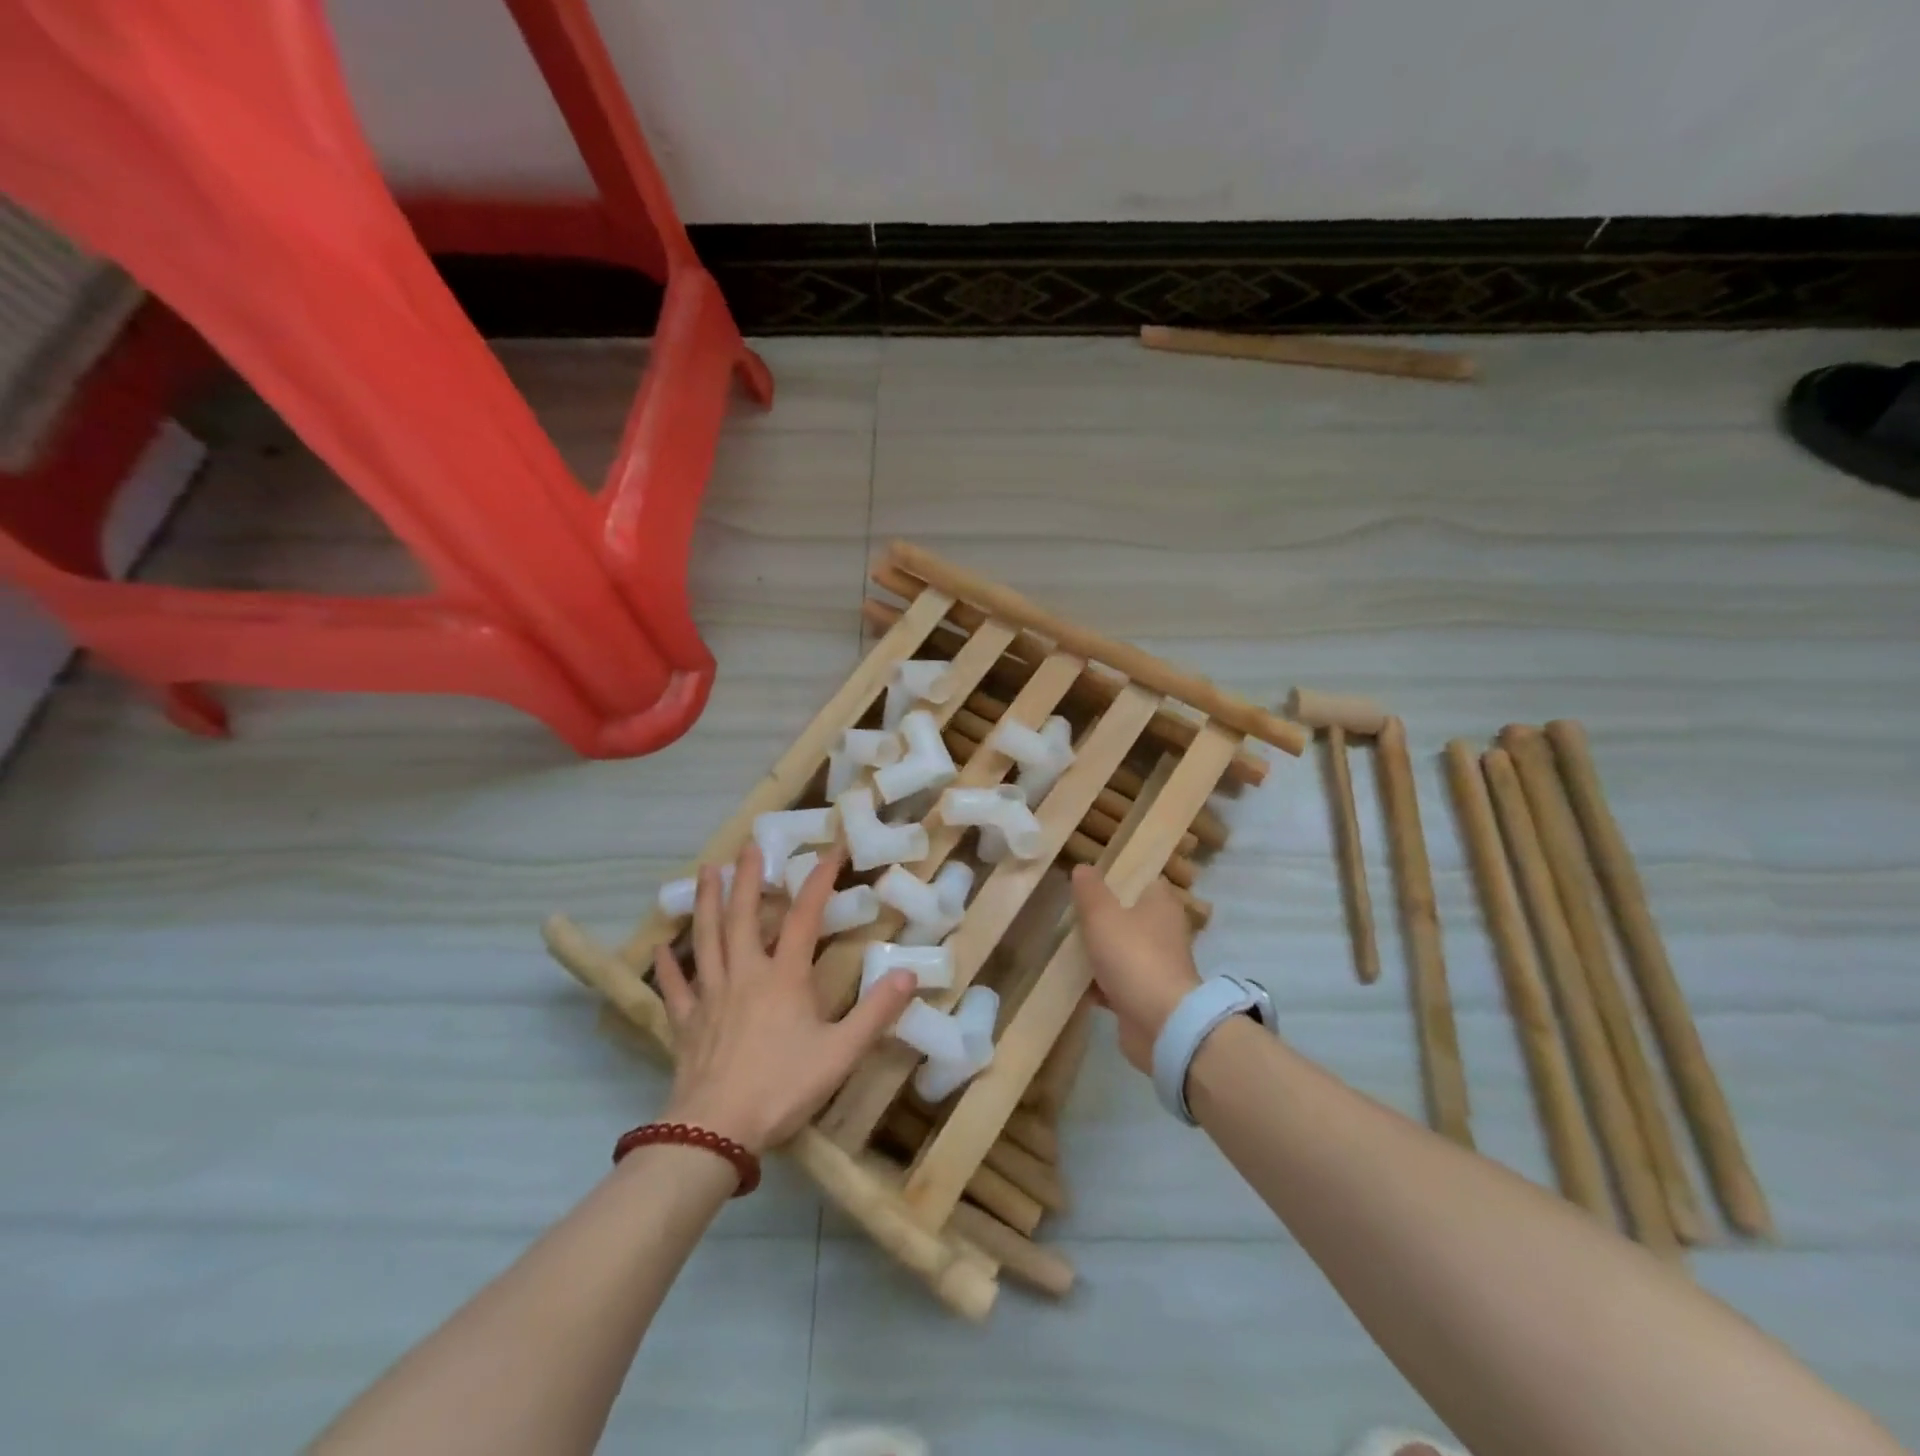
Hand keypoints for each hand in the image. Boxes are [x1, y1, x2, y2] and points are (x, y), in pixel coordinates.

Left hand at [653, 844, 916, 1152]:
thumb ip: (875, 1012)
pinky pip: (674, 987)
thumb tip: (908, 973)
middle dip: (748, 878)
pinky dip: (668, 965)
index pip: (804, 918)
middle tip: (749, 846)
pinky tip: (663, 947)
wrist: (716, 1131)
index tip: (831, 851)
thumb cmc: (782, 1087)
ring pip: (706, 939)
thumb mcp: (841, 1052)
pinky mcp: (686, 1021)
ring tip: (706, 871)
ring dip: (706, 902)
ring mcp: (711, 995)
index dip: (819, 882)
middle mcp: (744, 974)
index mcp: (783, 977)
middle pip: (744, 916)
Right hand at [1070, 865, 1200, 1071]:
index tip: (1089, 881)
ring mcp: (1157, 965)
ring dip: (1098, 952)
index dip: (1118, 878)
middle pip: (1129, 916)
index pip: (1142, 880)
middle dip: (1102, 917)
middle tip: (1070, 913)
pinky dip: (1099, 982)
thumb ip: (1090, 890)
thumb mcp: (1102, 915)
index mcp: (1162, 904)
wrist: (1160, 1024)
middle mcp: (1165, 931)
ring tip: (1065, 945)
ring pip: (1122, 950)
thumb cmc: (1133, 957)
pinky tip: (1073, 981)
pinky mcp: (1147, 996)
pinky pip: (1118, 982)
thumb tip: (1083, 867)